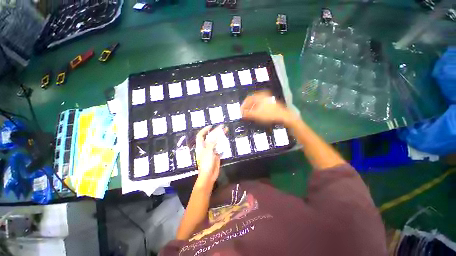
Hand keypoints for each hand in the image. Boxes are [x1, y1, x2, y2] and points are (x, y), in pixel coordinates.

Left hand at [195, 125, 220, 188]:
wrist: (209, 175)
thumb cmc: (206, 163)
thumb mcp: (208, 151)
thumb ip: (212, 142)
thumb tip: (216, 134)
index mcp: (201, 146)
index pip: (201, 135)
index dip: (205, 130)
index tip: (211, 126)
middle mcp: (206, 147)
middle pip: (210, 137)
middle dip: (216, 132)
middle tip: (223, 127)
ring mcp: (211, 151)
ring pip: (216, 142)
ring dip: (220, 137)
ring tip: (226, 132)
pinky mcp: (216, 155)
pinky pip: (220, 148)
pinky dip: (223, 145)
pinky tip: (226, 142)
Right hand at [241, 90, 292, 124]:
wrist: (283, 116)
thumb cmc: (269, 114)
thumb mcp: (256, 115)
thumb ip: (248, 114)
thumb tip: (241, 114)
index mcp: (259, 96)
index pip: (248, 99)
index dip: (243, 105)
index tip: (241, 111)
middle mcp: (263, 96)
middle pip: (252, 100)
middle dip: (247, 107)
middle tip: (245, 113)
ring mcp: (267, 99)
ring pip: (256, 103)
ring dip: (252, 108)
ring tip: (250, 114)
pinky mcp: (270, 103)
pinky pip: (260, 104)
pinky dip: (256, 108)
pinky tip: (257, 114)